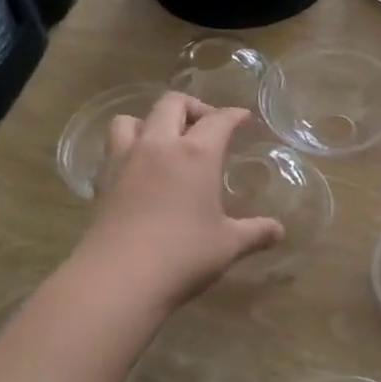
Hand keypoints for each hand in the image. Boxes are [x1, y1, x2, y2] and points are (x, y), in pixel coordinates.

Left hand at [77, 93, 284, 310]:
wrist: (118, 278)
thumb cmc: (183, 255)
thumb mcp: (228, 245)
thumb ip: (256, 233)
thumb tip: (279, 231)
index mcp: (197, 154)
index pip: (219, 120)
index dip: (234, 115)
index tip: (243, 118)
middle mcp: (159, 145)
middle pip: (173, 104)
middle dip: (193, 107)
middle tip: (206, 125)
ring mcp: (125, 160)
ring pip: (132, 119)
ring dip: (150, 122)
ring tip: (163, 141)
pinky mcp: (101, 180)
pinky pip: (113, 147)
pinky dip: (127, 147)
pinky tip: (138, 170)